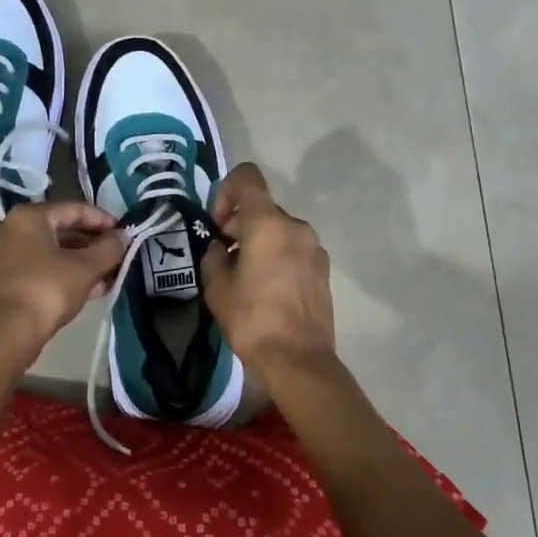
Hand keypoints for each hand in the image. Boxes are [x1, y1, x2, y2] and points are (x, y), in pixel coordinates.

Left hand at [0, 202, 126, 367]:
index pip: (74, 209)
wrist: (6, 334)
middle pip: (61, 229)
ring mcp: (3, 255)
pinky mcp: (2, 279)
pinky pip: (39, 267)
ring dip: (81, 262)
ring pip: (51, 251)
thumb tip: (123, 237)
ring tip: (108, 276)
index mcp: (29, 216)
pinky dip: (63, 273)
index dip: (103, 220)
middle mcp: (11, 229)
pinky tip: (88, 289)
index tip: (124, 233)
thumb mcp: (85, 268)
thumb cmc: (47, 290)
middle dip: (93, 244)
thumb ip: (109, 249)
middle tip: (117, 256)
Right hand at [199, 163, 336, 383]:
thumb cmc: (251, 318)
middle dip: (239, 226)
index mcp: (268, 223)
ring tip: (245, 278)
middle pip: (262, 208)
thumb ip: (214, 255)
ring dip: (258, 243)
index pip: (247, 177)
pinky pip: (293, 250)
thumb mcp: (216, 285)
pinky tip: (266, 290)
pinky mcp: (323, 270)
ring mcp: (315, 248)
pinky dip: (276, 257)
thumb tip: (221, 247)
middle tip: (223, 259)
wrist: (297, 359)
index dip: (226, 190)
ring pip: (278, 231)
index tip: (218, 224)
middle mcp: (296, 227)